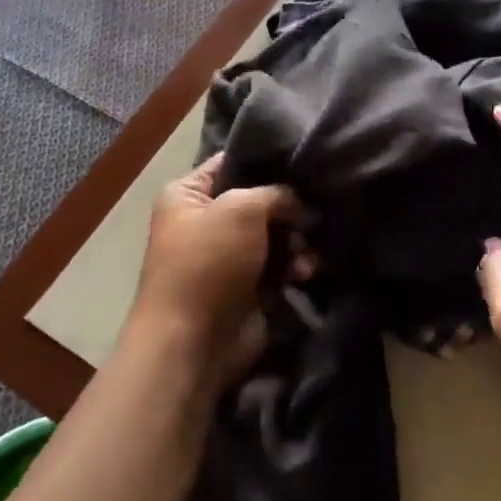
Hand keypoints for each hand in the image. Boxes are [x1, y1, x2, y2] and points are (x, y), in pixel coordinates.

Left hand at [126, 155, 300, 390]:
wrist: (193, 341)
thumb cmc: (208, 262)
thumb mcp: (241, 208)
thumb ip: (277, 193)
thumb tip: (304, 206)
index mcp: (188, 194)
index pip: (233, 163)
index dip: (268, 161)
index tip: (305, 159)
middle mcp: (207, 221)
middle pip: (261, 201)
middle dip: (290, 210)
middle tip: (312, 216)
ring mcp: (229, 255)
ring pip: (277, 235)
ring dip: (297, 243)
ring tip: (305, 257)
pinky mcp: (249, 286)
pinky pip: (281, 265)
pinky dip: (295, 267)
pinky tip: (304, 274)